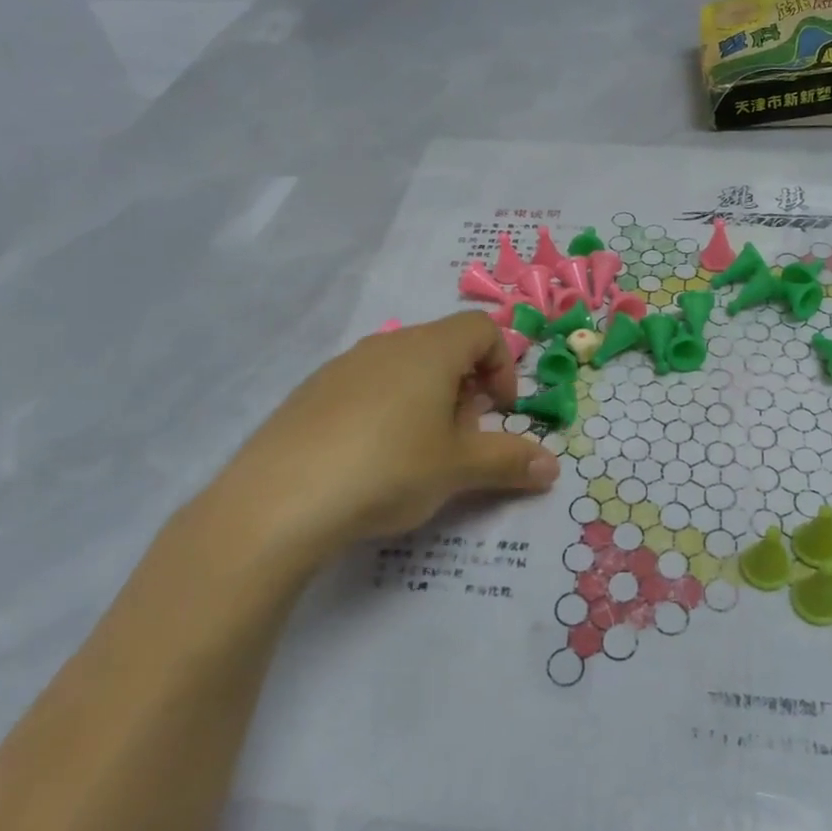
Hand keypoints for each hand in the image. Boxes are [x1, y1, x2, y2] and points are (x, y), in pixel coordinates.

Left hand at [195, 313, 559, 570]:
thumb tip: (553, 468)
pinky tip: (371, 460)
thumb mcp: (458, 469)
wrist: (279, 501)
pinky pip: (366, 388)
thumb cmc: (388, 468)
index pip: (481, 329)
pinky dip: (386, 411)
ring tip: (418, 455)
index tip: (498, 412)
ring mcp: (343, 366)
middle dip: (466, 390)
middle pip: (444, 348)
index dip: (502, 366)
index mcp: (428, 349)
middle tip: (461, 441)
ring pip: (404, 369)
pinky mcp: (311, 393)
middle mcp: (387, 344)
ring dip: (428, 402)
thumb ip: (509, 462)